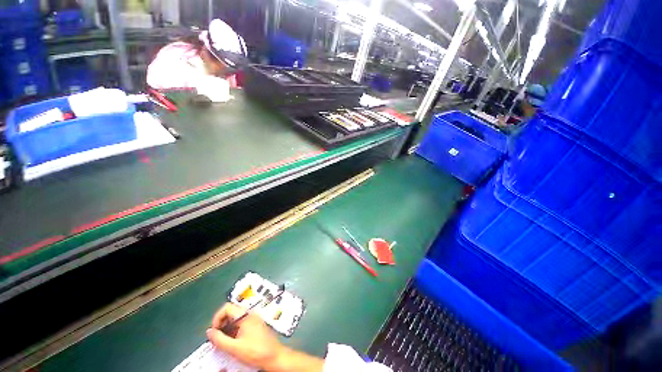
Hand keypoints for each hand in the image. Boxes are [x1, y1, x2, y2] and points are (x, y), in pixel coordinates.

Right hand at [207, 303, 283, 369]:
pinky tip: (233, 342)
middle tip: (216, 338)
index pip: (227, 307)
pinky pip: (241, 323)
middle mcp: (250, 314)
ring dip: (227, 328)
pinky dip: (234, 331)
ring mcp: (254, 319)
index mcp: (246, 315)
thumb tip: (209, 332)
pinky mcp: (255, 325)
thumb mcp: (234, 348)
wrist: (274, 356)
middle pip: (231, 312)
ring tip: (223, 342)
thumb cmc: (256, 351)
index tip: (213, 331)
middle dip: (221, 324)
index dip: (216, 318)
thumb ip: (219, 340)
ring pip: (235, 318)